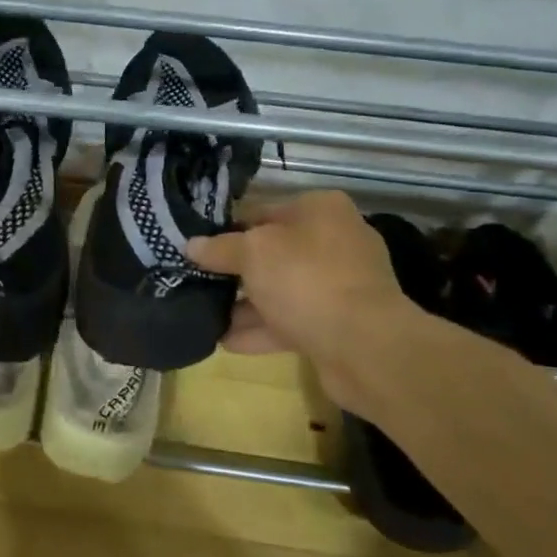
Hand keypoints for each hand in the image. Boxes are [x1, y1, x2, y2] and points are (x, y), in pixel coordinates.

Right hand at [185, 190, 430, 397]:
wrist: (364, 346)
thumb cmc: (306, 279)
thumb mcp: (253, 253)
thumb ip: (220, 248)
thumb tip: (192, 245)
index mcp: (320, 210)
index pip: (261, 211)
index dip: (226, 229)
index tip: (196, 247)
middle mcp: (334, 241)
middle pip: (272, 253)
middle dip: (235, 271)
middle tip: (196, 282)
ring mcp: (339, 285)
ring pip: (281, 290)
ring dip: (245, 304)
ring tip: (204, 315)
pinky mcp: (338, 324)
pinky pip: (291, 321)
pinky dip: (260, 330)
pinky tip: (225, 341)